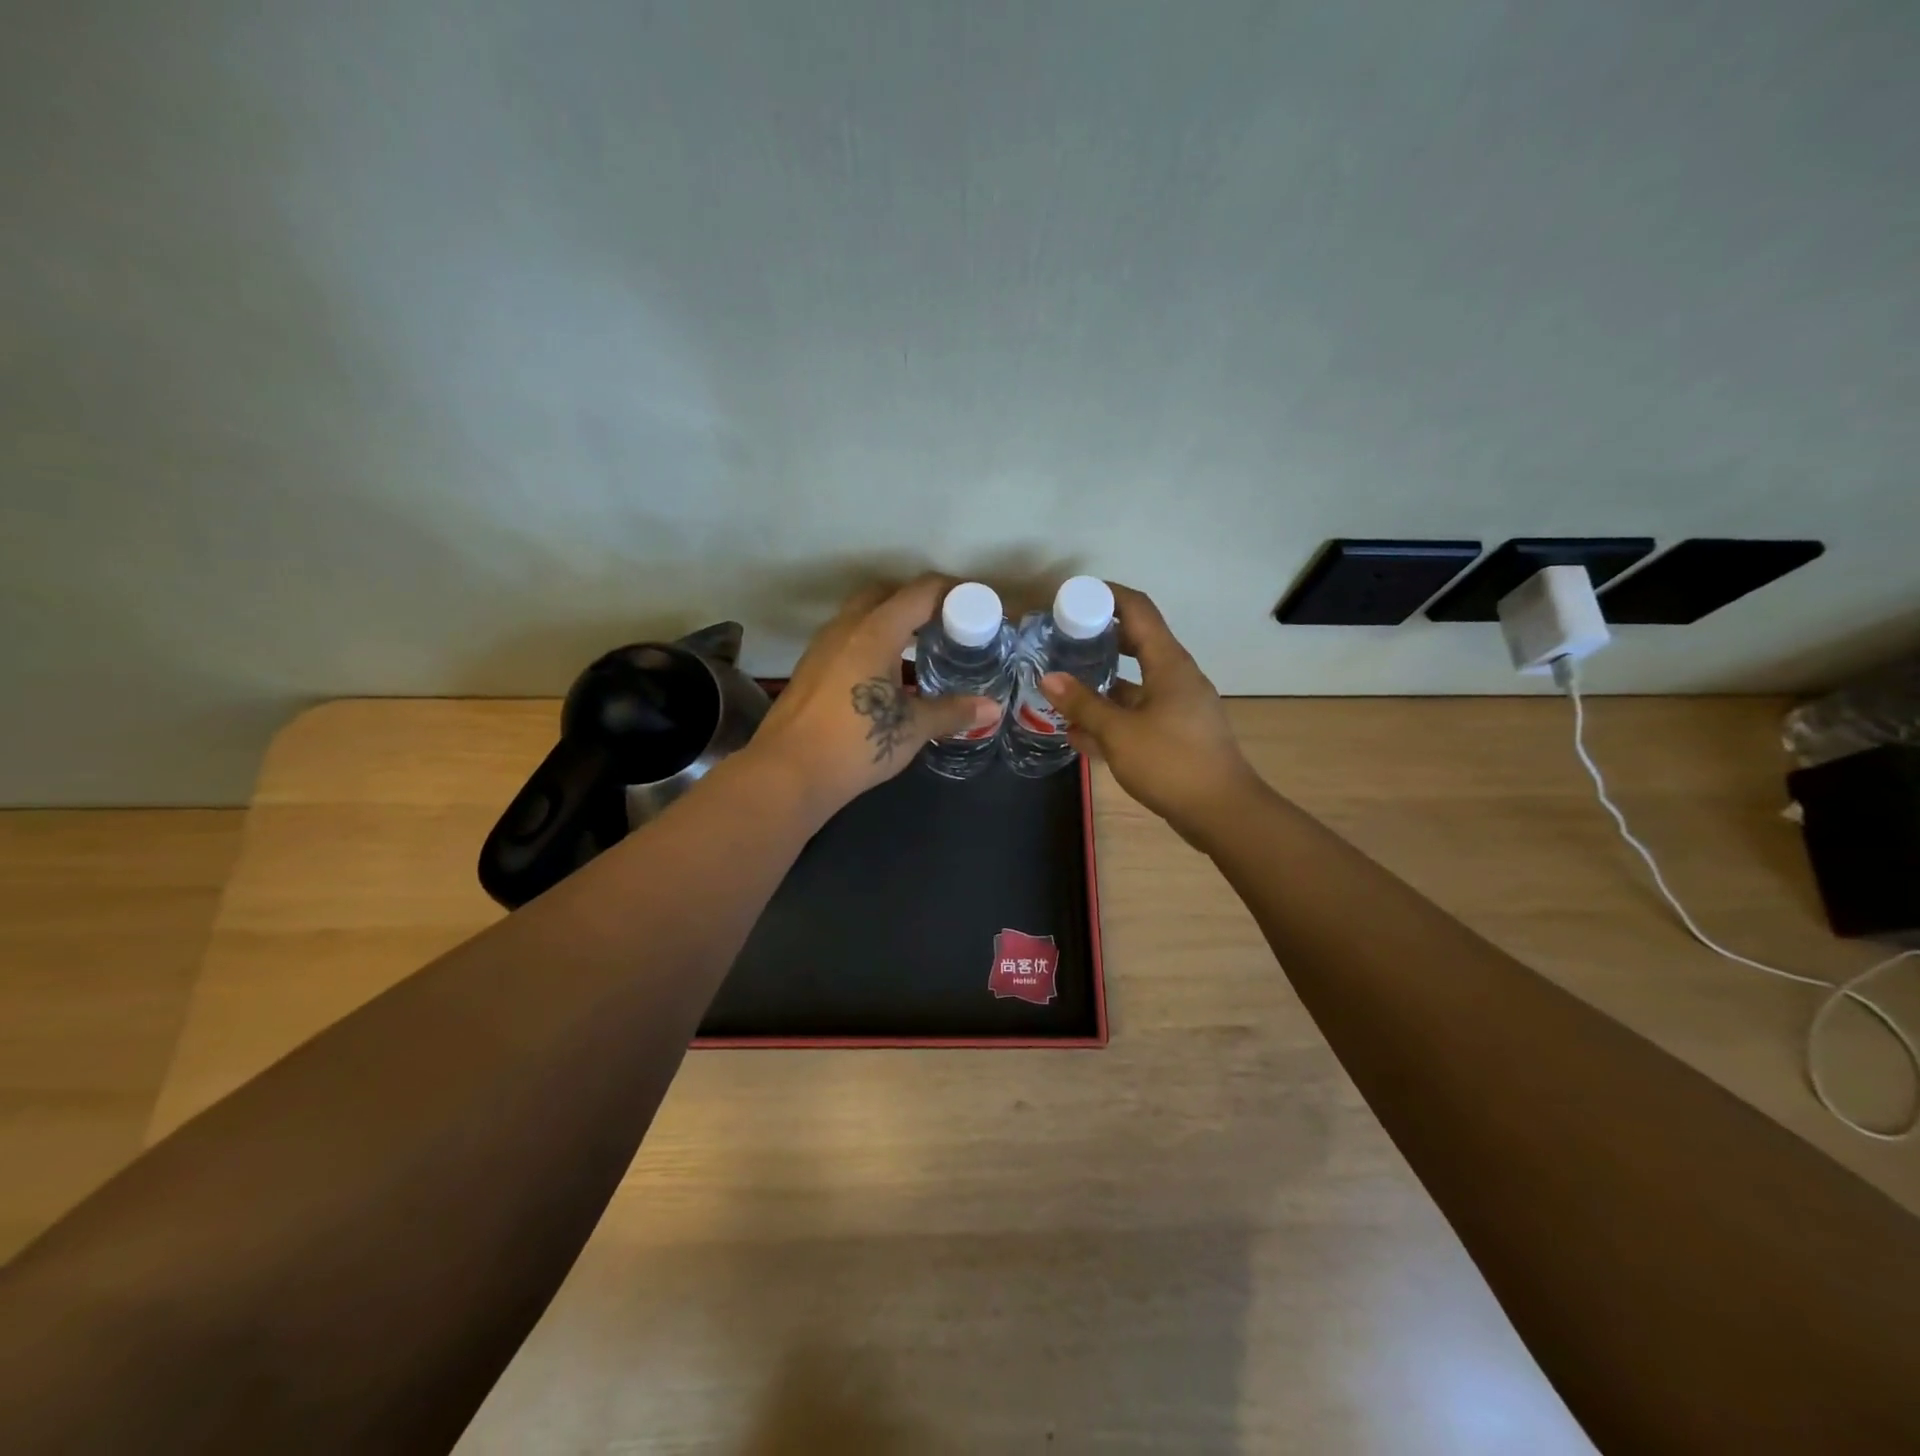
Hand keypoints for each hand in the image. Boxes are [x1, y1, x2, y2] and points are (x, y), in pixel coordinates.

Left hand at [746, 574, 999, 817]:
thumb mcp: (912, 728)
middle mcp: (846, 628)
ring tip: (921, 649)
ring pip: (862, 615)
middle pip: (887, 594)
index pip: (921, 592)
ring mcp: (822, 646)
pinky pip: (848, 638)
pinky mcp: (810, 668)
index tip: (979, 605)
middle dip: (920, 602)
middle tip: (948, 624)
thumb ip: (952, 711)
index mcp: (875, 631)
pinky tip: (887, 675)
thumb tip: (992, 708)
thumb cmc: (856, 744)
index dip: (955, 592)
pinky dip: (872, 642)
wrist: (787, 774)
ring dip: (892, 622)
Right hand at [1039, 583, 1259, 837]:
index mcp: (1169, 664)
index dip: (1107, 596)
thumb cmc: (1172, 763)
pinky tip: (1080, 733)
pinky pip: (1139, 714)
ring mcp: (1179, 706)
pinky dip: (1112, 717)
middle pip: (1136, 643)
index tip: (1073, 597)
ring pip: (1134, 684)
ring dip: (1101, 685)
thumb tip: (1049, 678)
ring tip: (1062, 688)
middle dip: (1099, 640)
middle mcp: (1176, 677)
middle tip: (1062, 641)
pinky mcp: (1177, 733)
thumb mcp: (1119, 733)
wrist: (1223, 813)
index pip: (1138, 610)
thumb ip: (1083, 705)